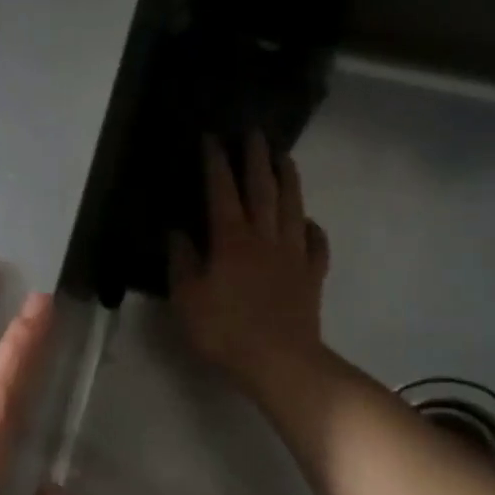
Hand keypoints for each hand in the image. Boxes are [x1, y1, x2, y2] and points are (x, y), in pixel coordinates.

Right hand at [169, 131, 330, 396]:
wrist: (279, 360)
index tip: (212, 138)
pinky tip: (308, 222)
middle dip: (256, 158)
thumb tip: (178, 233)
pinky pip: (315, 243)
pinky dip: (312, 228)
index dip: (216, 163)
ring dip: (288, 180)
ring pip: (292, 207)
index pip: (222, 191)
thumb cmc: (224, 330)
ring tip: (285, 158)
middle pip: (262, 189)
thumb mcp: (187, 299)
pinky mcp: (311, 275)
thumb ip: (182, 262)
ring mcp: (293, 255)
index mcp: (231, 240)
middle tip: (255, 133)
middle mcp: (264, 237)